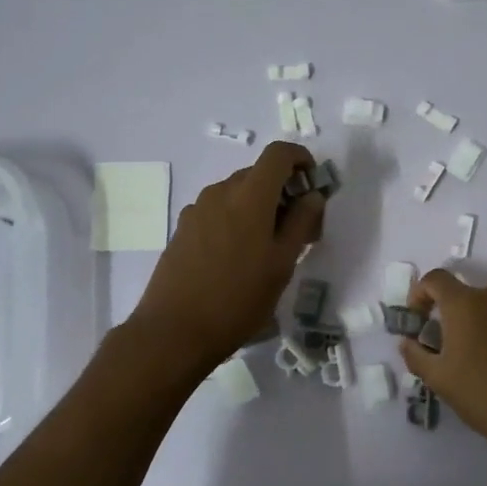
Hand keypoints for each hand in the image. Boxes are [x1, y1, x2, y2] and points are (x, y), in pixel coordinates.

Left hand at [129, 140, 322, 370]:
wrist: (174, 331)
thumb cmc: (238, 298)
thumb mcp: (282, 264)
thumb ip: (302, 223)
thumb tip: (312, 195)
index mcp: (249, 195)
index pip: (278, 153)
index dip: (301, 159)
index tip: (312, 184)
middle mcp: (220, 192)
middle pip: (258, 174)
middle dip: (283, 191)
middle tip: (298, 229)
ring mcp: (197, 210)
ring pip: (237, 194)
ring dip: (259, 207)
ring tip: (268, 249)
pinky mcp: (183, 229)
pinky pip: (218, 211)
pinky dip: (236, 220)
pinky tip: (237, 258)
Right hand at [399, 270, 486, 456]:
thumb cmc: (483, 395)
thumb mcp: (439, 379)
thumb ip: (416, 355)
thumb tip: (407, 341)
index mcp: (465, 304)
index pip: (435, 279)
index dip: (420, 293)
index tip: (418, 319)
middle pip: (466, 294)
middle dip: (452, 313)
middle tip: (449, 345)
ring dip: (481, 321)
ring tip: (481, 355)